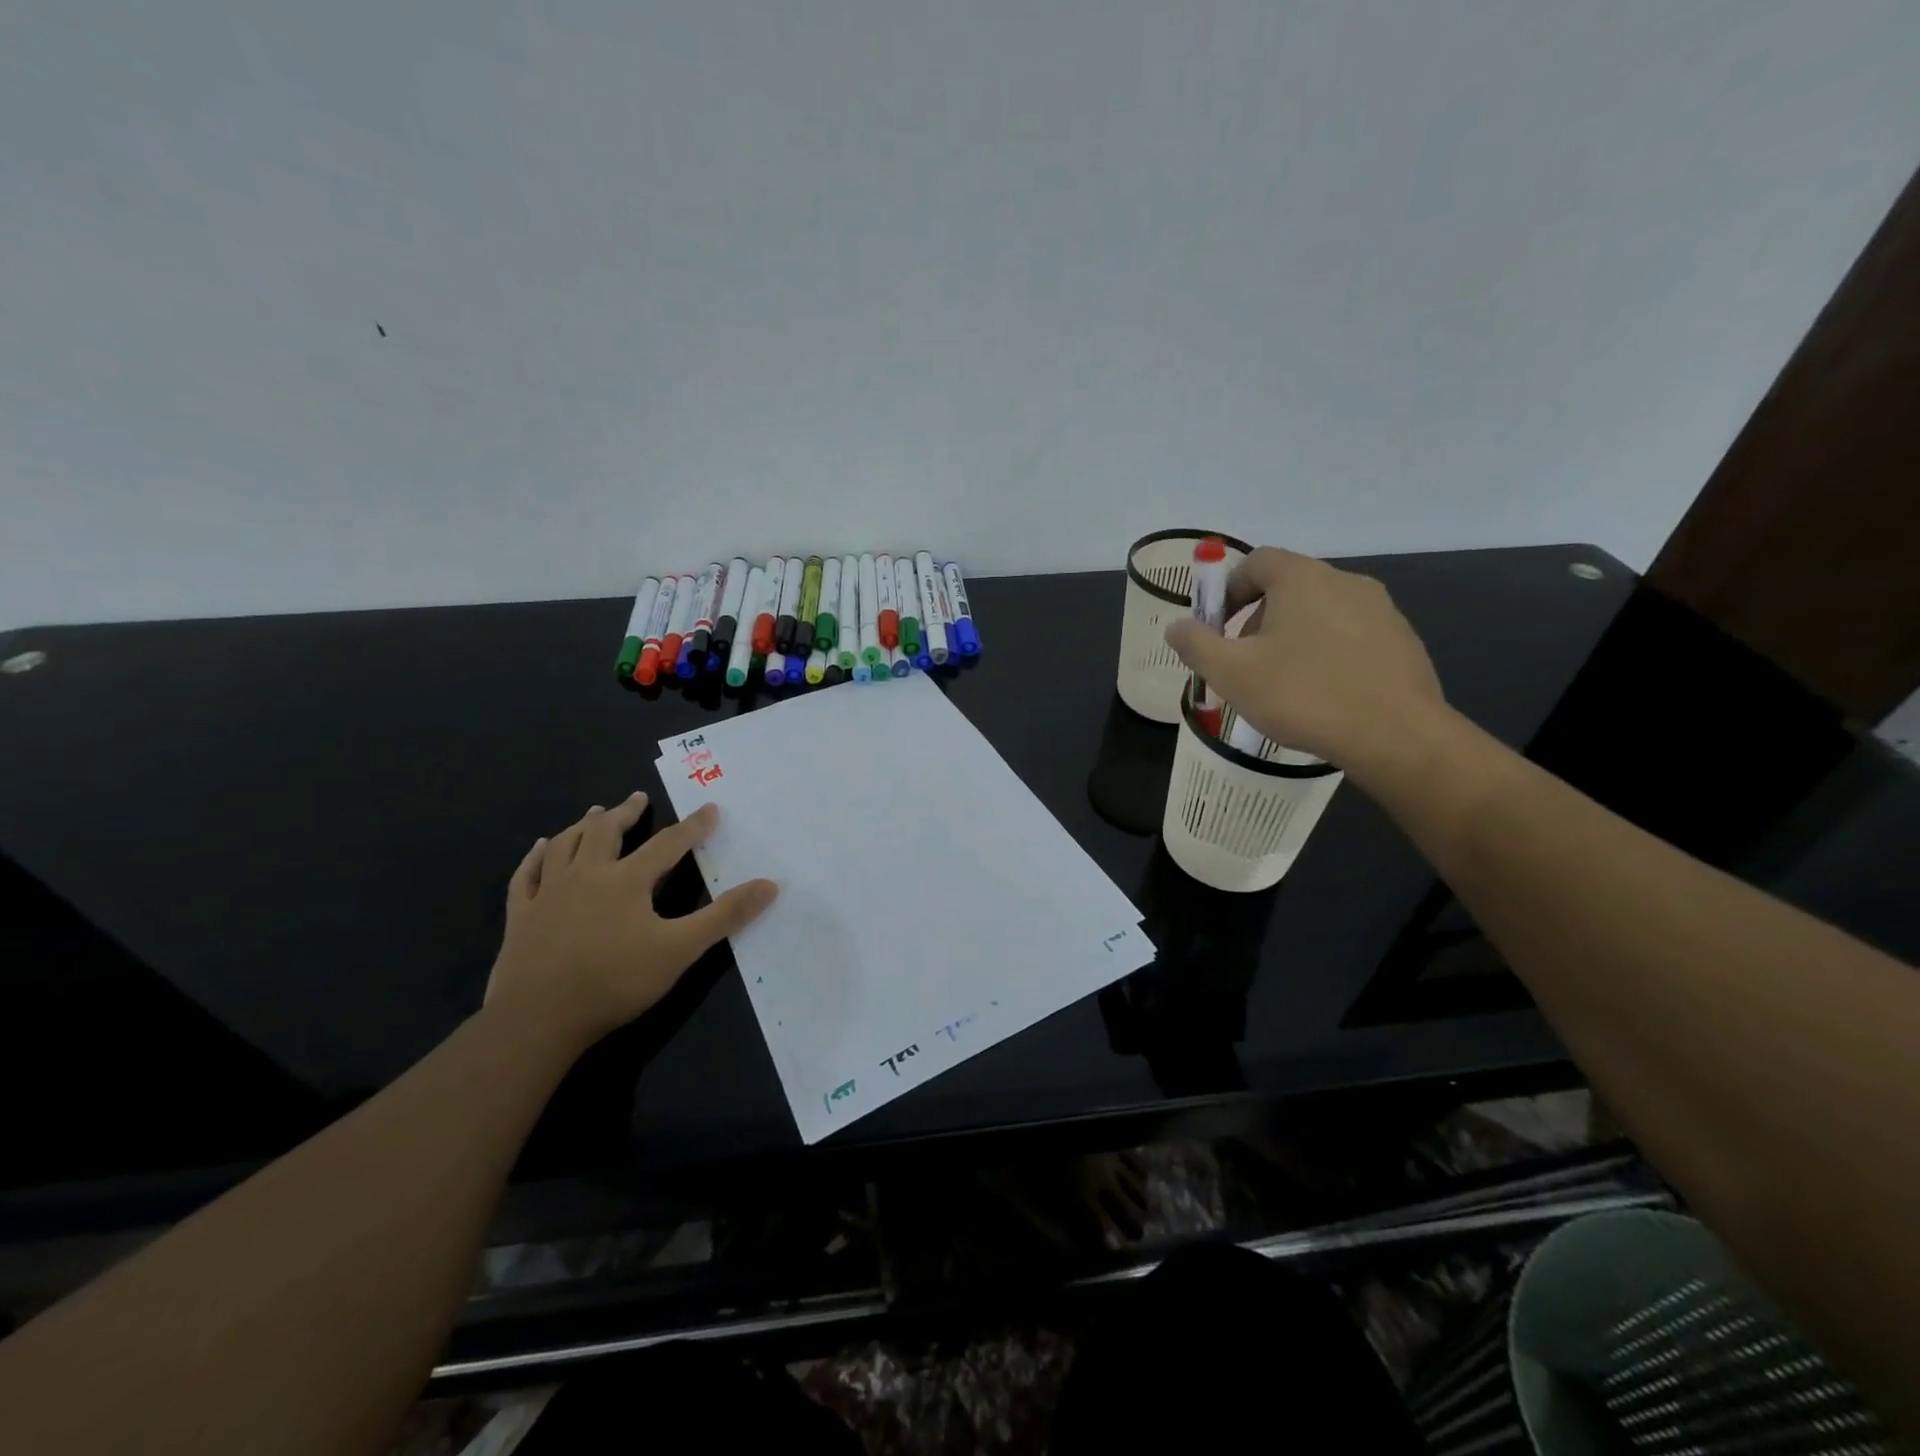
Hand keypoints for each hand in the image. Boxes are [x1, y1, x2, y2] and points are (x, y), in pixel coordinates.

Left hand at [485, 793, 776, 1053]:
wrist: (538, 1018)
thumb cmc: (614, 981)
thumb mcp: (680, 949)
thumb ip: (724, 916)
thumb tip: (769, 885)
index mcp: (627, 881)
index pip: (668, 844)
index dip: (692, 827)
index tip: (710, 808)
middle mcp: (587, 875)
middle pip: (605, 833)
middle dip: (625, 813)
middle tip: (638, 798)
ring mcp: (549, 894)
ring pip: (565, 846)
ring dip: (582, 826)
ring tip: (593, 813)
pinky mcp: (521, 916)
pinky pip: (526, 875)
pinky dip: (535, 857)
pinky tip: (540, 848)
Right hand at [1163, 547, 1444, 769]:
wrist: (1396, 735)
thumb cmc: (1303, 695)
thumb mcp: (1232, 673)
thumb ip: (1197, 644)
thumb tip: (1176, 626)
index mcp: (1302, 578)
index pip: (1257, 562)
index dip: (1228, 590)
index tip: (1217, 628)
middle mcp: (1345, 581)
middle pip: (1289, 587)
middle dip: (1258, 619)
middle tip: (1244, 663)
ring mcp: (1381, 611)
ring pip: (1321, 614)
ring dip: (1293, 638)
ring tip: (1283, 684)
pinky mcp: (1403, 642)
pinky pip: (1351, 637)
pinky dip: (1328, 655)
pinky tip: (1323, 695)